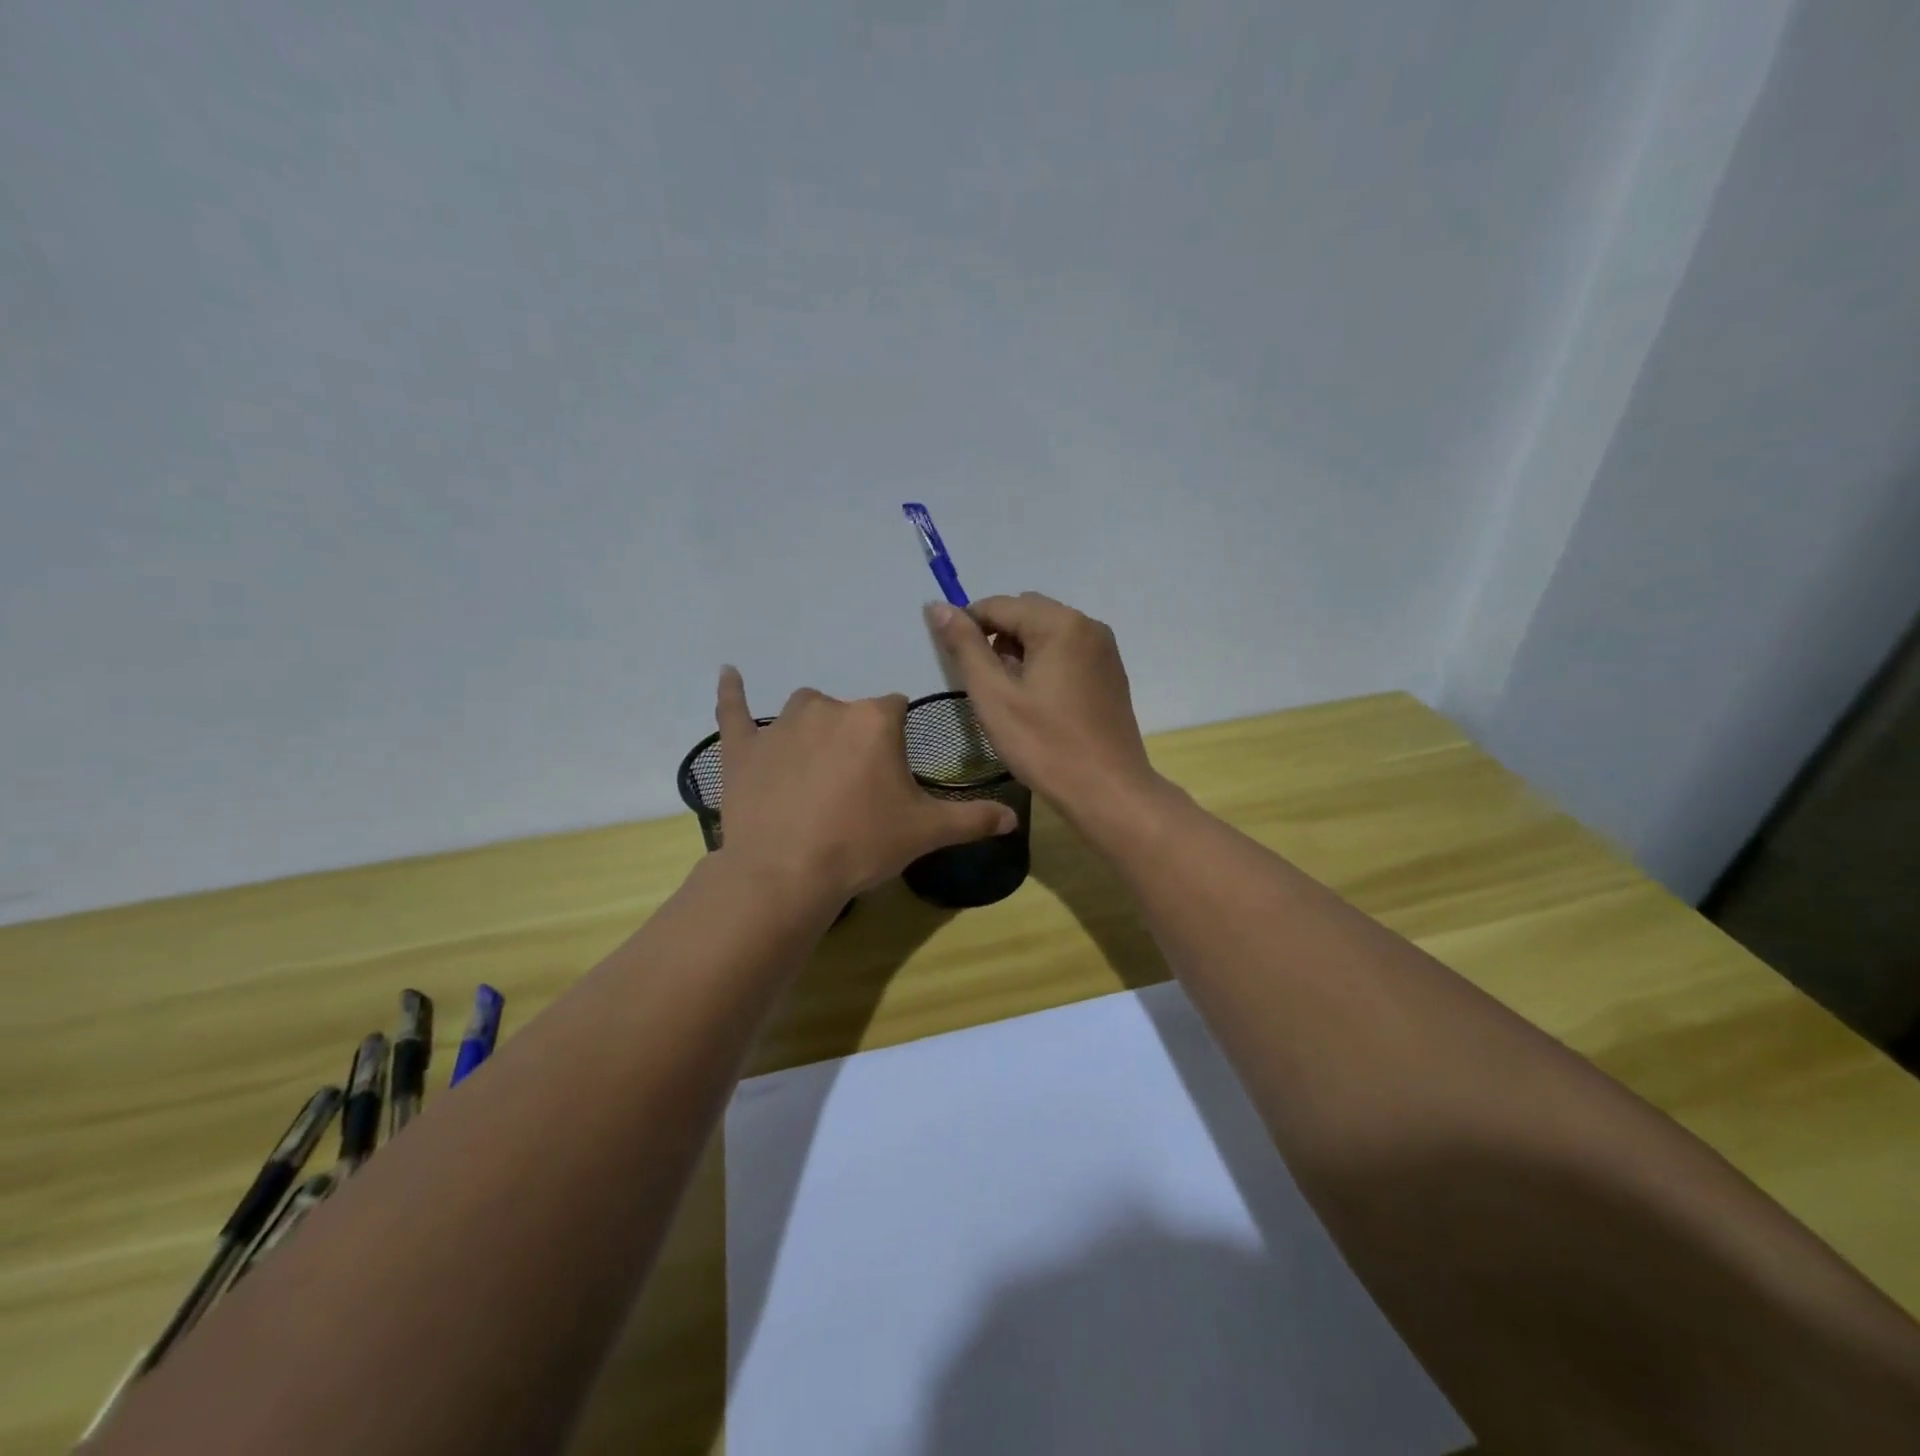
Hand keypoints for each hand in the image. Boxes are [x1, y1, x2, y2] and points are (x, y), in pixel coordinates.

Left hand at [713, 668, 1017, 904]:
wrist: (786, 873)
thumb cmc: (862, 843)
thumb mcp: (926, 832)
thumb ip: (973, 819)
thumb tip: (1014, 817)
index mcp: (874, 719)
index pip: (895, 709)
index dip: (896, 742)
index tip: (893, 775)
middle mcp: (828, 708)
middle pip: (851, 712)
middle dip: (856, 741)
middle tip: (856, 790)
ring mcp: (780, 725)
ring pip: (805, 712)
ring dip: (813, 731)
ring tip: (814, 775)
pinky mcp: (742, 746)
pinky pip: (734, 710)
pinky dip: (731, 693)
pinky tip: (728, 674)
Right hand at [926, 593, 1162, 823]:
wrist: (1108, 791)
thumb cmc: (1045, 746)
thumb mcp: (994, 696)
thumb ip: (965, 647)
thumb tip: (938, 607)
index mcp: (1060, 624)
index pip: (999, 605)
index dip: (967, 626)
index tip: (951, 660)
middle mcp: (1088, 625)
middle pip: (1026, 613)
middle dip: (996, 638)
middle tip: (984, 684)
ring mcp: (1104, 650)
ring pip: (1047, 632)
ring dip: (1019, 651)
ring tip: (1009, 696)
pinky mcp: (1110, 673)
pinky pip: (1067, 651)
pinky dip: (1044, 663)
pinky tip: (1037, 702)